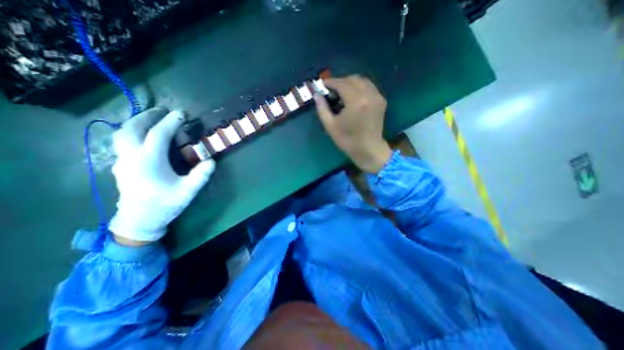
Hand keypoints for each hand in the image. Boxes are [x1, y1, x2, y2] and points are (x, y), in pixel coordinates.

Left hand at [107, 108, 214, 244]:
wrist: (139, 220)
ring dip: (137, 122)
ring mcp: (123, 160)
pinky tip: (143, 135)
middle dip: (149, 116)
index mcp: (149, 161)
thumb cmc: (165, 205)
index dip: (170, 122)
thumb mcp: (188, 191)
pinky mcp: (121, 165)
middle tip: (164, 111)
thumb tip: (211, 161)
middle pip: (133, 128)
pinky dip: (132, 131)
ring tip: (152, 118)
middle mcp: (132, 157)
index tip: (181, 113)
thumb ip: (200, 176)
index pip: (158, 134)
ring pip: (122, 133)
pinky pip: (122, 141)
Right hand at [318, 75, 388, 172]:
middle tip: (331, 91)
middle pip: (353, 79)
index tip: (322, 84)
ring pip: (362, 81)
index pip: (342, 83)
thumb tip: (317, 95)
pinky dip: (359, 88)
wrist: (369, 150)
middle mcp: (369, 94)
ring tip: (341, 94)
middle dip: (340, 82)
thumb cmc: (348, 140)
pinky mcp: (381, 101)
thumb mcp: (330, 126)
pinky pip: (369, 87)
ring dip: (350, 83)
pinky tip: (353, 98)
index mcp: (356, 101)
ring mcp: (377, 97)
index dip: (330, 82)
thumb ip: (322, 108)